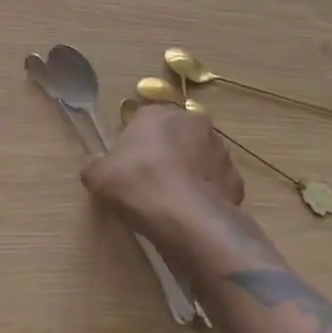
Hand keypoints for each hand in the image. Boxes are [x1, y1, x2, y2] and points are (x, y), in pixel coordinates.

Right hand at [82, 103, 243, 242]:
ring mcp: (219, 150)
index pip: (143, 121)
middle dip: (167, 153)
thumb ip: (95, 164)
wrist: (187, 219)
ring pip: (199, 157)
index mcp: (158, 113)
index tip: (127, 167)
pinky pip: (215, 183)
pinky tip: (193, 212)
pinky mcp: (236, 178)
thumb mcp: (98, 175)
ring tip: (174, 201)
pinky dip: (207, 193)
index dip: (134, 144)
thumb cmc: (138, 185)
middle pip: (175, 135)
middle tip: (151, 182)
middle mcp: (192, 122)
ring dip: (189, 171)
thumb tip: (96, 165)